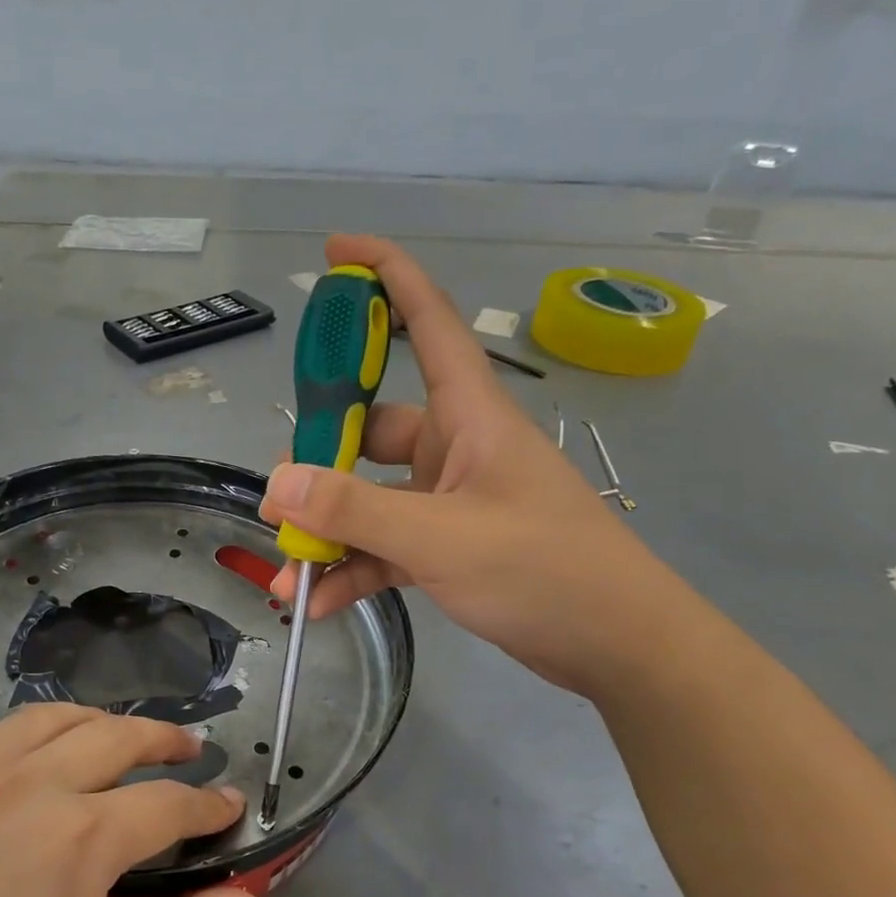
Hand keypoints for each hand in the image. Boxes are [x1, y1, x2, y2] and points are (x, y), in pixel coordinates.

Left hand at [0, 705, 261, 896]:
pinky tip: (9, 762)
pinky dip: (2, 738)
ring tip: (110, 739)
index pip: (169, 803)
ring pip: (42, 718)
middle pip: (115, 734)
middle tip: (185, 748)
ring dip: (90, 724)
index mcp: (79, 837)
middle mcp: (22, 783)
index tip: (228, 806)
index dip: (208, 804)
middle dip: (163, 739)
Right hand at [263, 233, 685, 695]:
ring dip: (330, 531)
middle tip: (279, 497)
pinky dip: (353, 569)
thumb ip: (356, 510)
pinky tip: (316, 601)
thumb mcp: (442, 537)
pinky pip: (386, 546)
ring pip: (372, 498)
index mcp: (470, 415)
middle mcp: (456, 447)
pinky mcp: (450, 546)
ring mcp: (451, 499)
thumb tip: (277, 485)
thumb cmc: (545, 570)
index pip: (426, 320)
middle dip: (322, 460)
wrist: (618, 645)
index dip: (385, 276)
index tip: (336, 251)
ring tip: (287, 567)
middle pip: (373, 428)